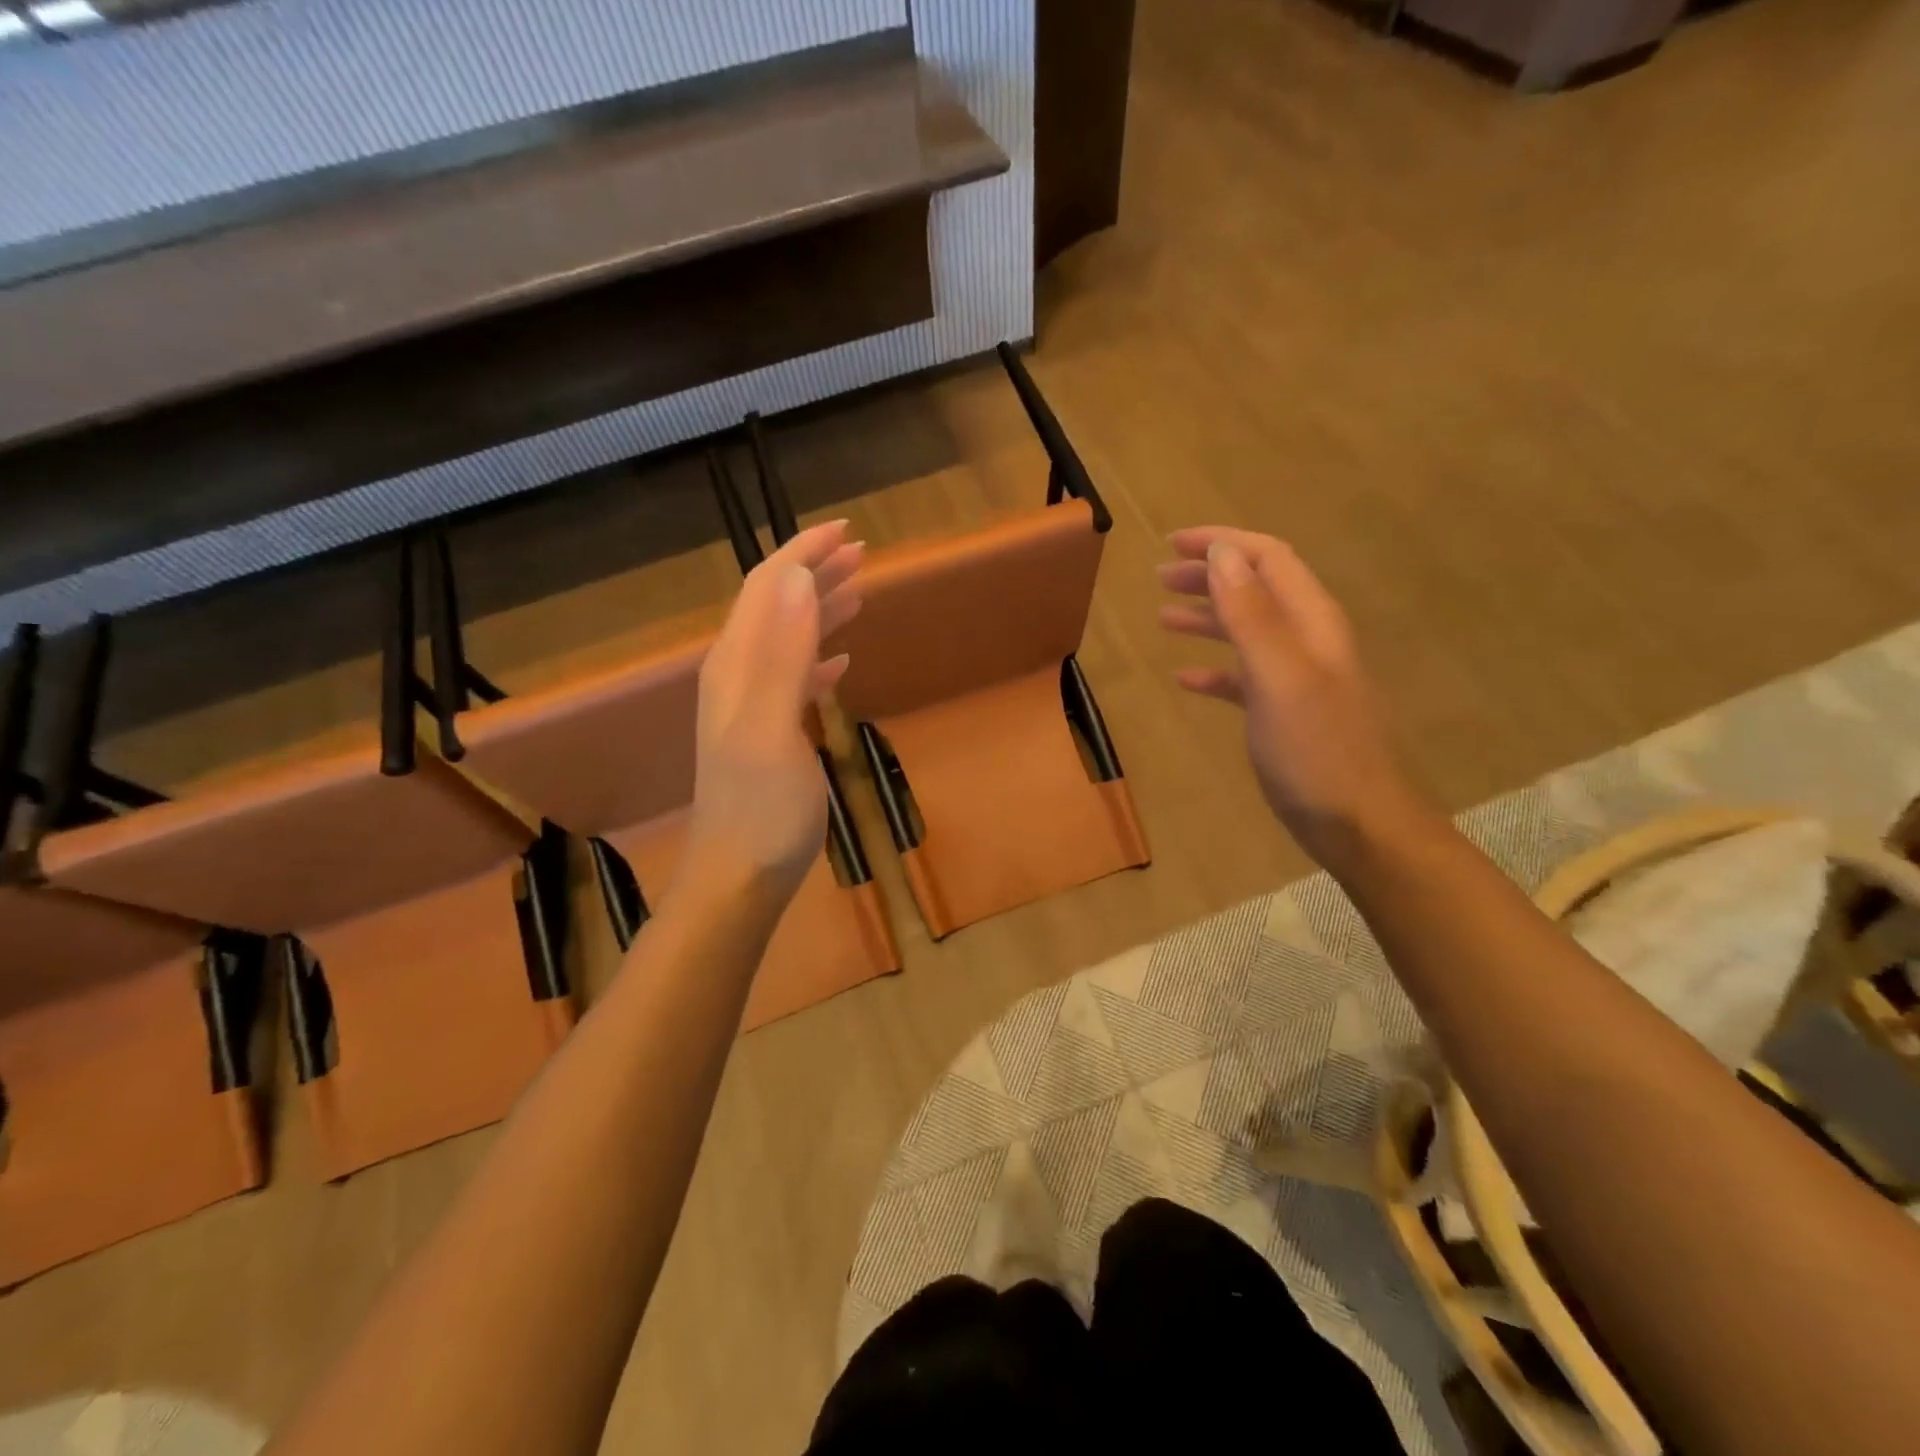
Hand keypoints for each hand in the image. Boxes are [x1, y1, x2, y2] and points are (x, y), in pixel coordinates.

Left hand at [684, 520, 863, 904]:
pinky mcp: (769, 731)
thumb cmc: (762, 807)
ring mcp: (752, 704)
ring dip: (818, 608)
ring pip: (785, 638)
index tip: (847, 531)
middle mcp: (738, 674)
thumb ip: (781, 652)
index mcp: (737, 665)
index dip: (802, 554)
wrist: (739, 875)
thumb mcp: (771, 726)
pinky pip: (793, 676)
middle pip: (775, 606)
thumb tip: (796, 578)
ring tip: (858, 590)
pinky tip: (840, 661)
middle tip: (862, 553)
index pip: (767, 588)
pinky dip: (818, 656)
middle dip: (814, 573)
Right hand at [1158, 526, 1434, 870]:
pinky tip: (1184, 678)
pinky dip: (1213, 668)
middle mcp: (1306, 640)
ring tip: (1163, 615)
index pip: (1268, 558)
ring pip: (1246, 630)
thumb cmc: (1315, 749)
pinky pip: (1242, 676)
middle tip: (1161, 576)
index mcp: (1310, 622)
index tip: (1174, 543)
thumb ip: (1251, 614)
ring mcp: (1295, 677)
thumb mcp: (1279, 677)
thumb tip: (1223, 554)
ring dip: (1206, 616)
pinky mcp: (1282, 711)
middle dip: (1210, 575)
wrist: (1354, 821)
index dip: (1223, 543)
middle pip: (1255, 588)